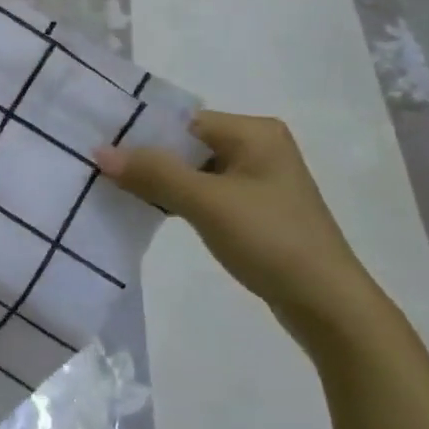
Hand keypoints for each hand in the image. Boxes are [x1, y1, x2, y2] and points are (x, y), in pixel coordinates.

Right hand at [95, 112, 383, 348]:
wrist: (328, 307)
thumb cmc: (271, 241)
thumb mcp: (207, 203)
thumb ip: (154, 173)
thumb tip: (99, 151)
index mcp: (254, 132)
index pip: (184, 122)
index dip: (143, 134)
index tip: (101, 147)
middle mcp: (259, 147)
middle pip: (188, 145)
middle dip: (149, 159)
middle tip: (102, 170)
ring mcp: (259, 180)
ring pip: (195, 171)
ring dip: (162, 182)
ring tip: (117, 190)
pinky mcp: (256, 210)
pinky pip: (207, 193)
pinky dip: (181, 200)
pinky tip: (152, 211)